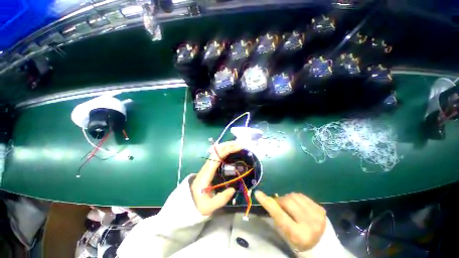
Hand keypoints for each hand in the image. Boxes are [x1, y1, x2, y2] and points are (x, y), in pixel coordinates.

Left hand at [191, 141, 241, 215]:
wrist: (187, 202)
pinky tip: (231, 151)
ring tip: (237, 145)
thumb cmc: (198, 204)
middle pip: (217, 150)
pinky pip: (218, 155)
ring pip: (217, 151)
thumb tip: (233, 189)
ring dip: (227, 146)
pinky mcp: (210, 167)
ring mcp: (208, 166)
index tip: (238, 148)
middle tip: (240, 145)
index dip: (228, 150)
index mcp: (206, 173)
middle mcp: (207, 166)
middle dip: (228, 145)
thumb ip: (221, 199)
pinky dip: (225, 151)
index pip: (217, 156)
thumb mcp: (209, 207)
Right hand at [255, 191, 325, 251]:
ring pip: (294, 196)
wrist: (321, 243)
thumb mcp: (285, 232)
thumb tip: (268, 199)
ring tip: (291, 207)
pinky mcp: (321, 209)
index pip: (279, 214)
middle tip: (281, 206)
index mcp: (298, 234)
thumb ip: (277, 216)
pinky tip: (299, 206)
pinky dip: (296, 199)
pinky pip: (302, 195)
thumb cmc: (298, 240)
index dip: (268, 203)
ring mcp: (317, 215)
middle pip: (287, 201)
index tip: (258, 193)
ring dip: (288, 199)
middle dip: (281, 201)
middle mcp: (310, 224)